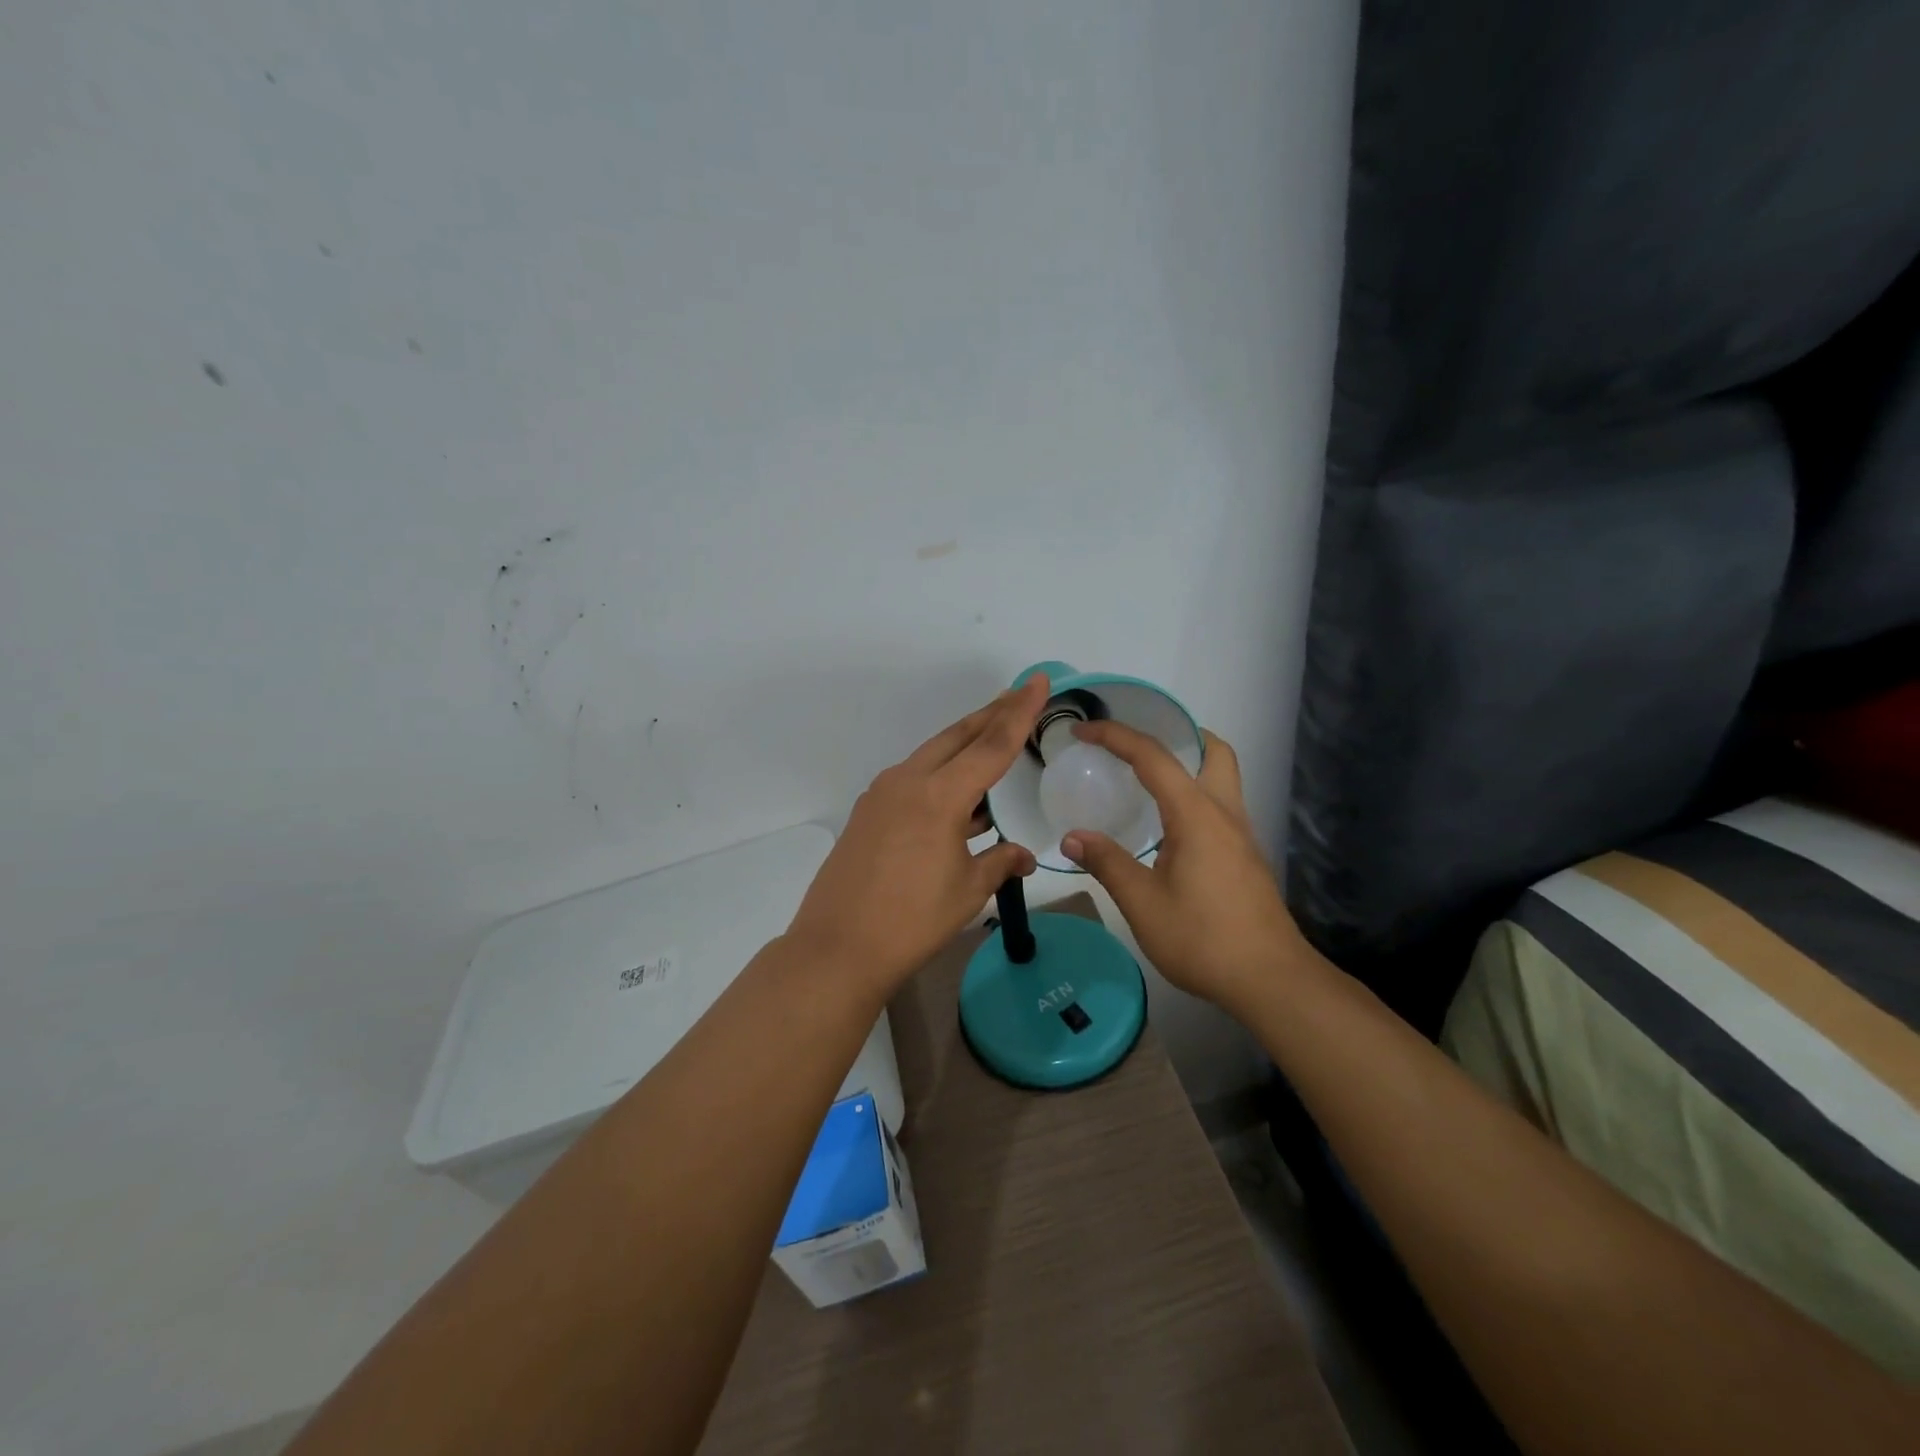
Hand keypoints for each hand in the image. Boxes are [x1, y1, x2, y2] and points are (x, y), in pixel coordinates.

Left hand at [786, 676, 1047, 996]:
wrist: (837, 948)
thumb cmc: (912, 920)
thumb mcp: (967, 891)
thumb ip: (999, 862)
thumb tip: (1023, 855)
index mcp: (938, 795)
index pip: (991, 745)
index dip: (1019, 713)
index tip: (1038, 682)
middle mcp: (907, 782)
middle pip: (957, 737)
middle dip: (991, 714)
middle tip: (1018, 694)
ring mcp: (881, 796)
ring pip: (932, 755)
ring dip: (964, 745)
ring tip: (993, 738)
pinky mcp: (867, 813)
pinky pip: (913, 780)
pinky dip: (940, 775)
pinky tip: (956, 796)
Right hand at [1060, 723, 1309, 1014]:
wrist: (1271, 981)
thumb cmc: (1203, 939)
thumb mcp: (1143, 903)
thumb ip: (1107, 863)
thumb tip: (1073, 837)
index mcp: (1196, 814)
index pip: (1152, 756)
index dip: (1115, 735)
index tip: (1083, 730)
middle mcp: (1224, 813)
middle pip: (1213, 751)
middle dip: (1178, 735)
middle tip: (1139, 746)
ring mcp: (1241, 836)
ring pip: (1222, 779)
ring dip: (1188, 766)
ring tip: (1145, 782)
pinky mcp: (1245, 858)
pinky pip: (1219, 807)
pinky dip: (1193, 797)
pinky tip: (1168, 829)